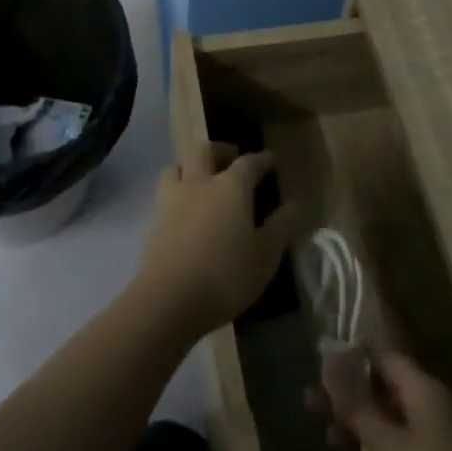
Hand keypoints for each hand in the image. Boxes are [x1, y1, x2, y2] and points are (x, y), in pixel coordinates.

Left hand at [135, 142, 300, 337]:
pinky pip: (164, 195)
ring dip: (190, 166)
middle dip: (219, 150)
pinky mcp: (153, 222)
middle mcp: (200, 183)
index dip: (262, 159)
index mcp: (231, 186)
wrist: (168, 300)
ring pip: (177, 166)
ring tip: (200, 179)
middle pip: (204, 150)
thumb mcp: (265, 255)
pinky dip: (175, 194)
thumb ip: (282, 226)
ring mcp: (172, 200)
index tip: (271, 159)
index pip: (249, 162)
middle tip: (231, 159)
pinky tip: (182, 211)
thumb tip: (298, 204)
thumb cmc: (225, 274)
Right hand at [309, 351, 451, 450]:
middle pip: (384, 389)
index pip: (383, 357)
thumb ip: (355, 402)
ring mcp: (437, 444)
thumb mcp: (383, 441)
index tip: (320, 368)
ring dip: (359, 427)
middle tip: (311, 405)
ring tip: (328, 440)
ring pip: (390, 423)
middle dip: (349, 396)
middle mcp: (431, 408)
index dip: (352, 358)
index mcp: (423, 388)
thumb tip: (331, 360)